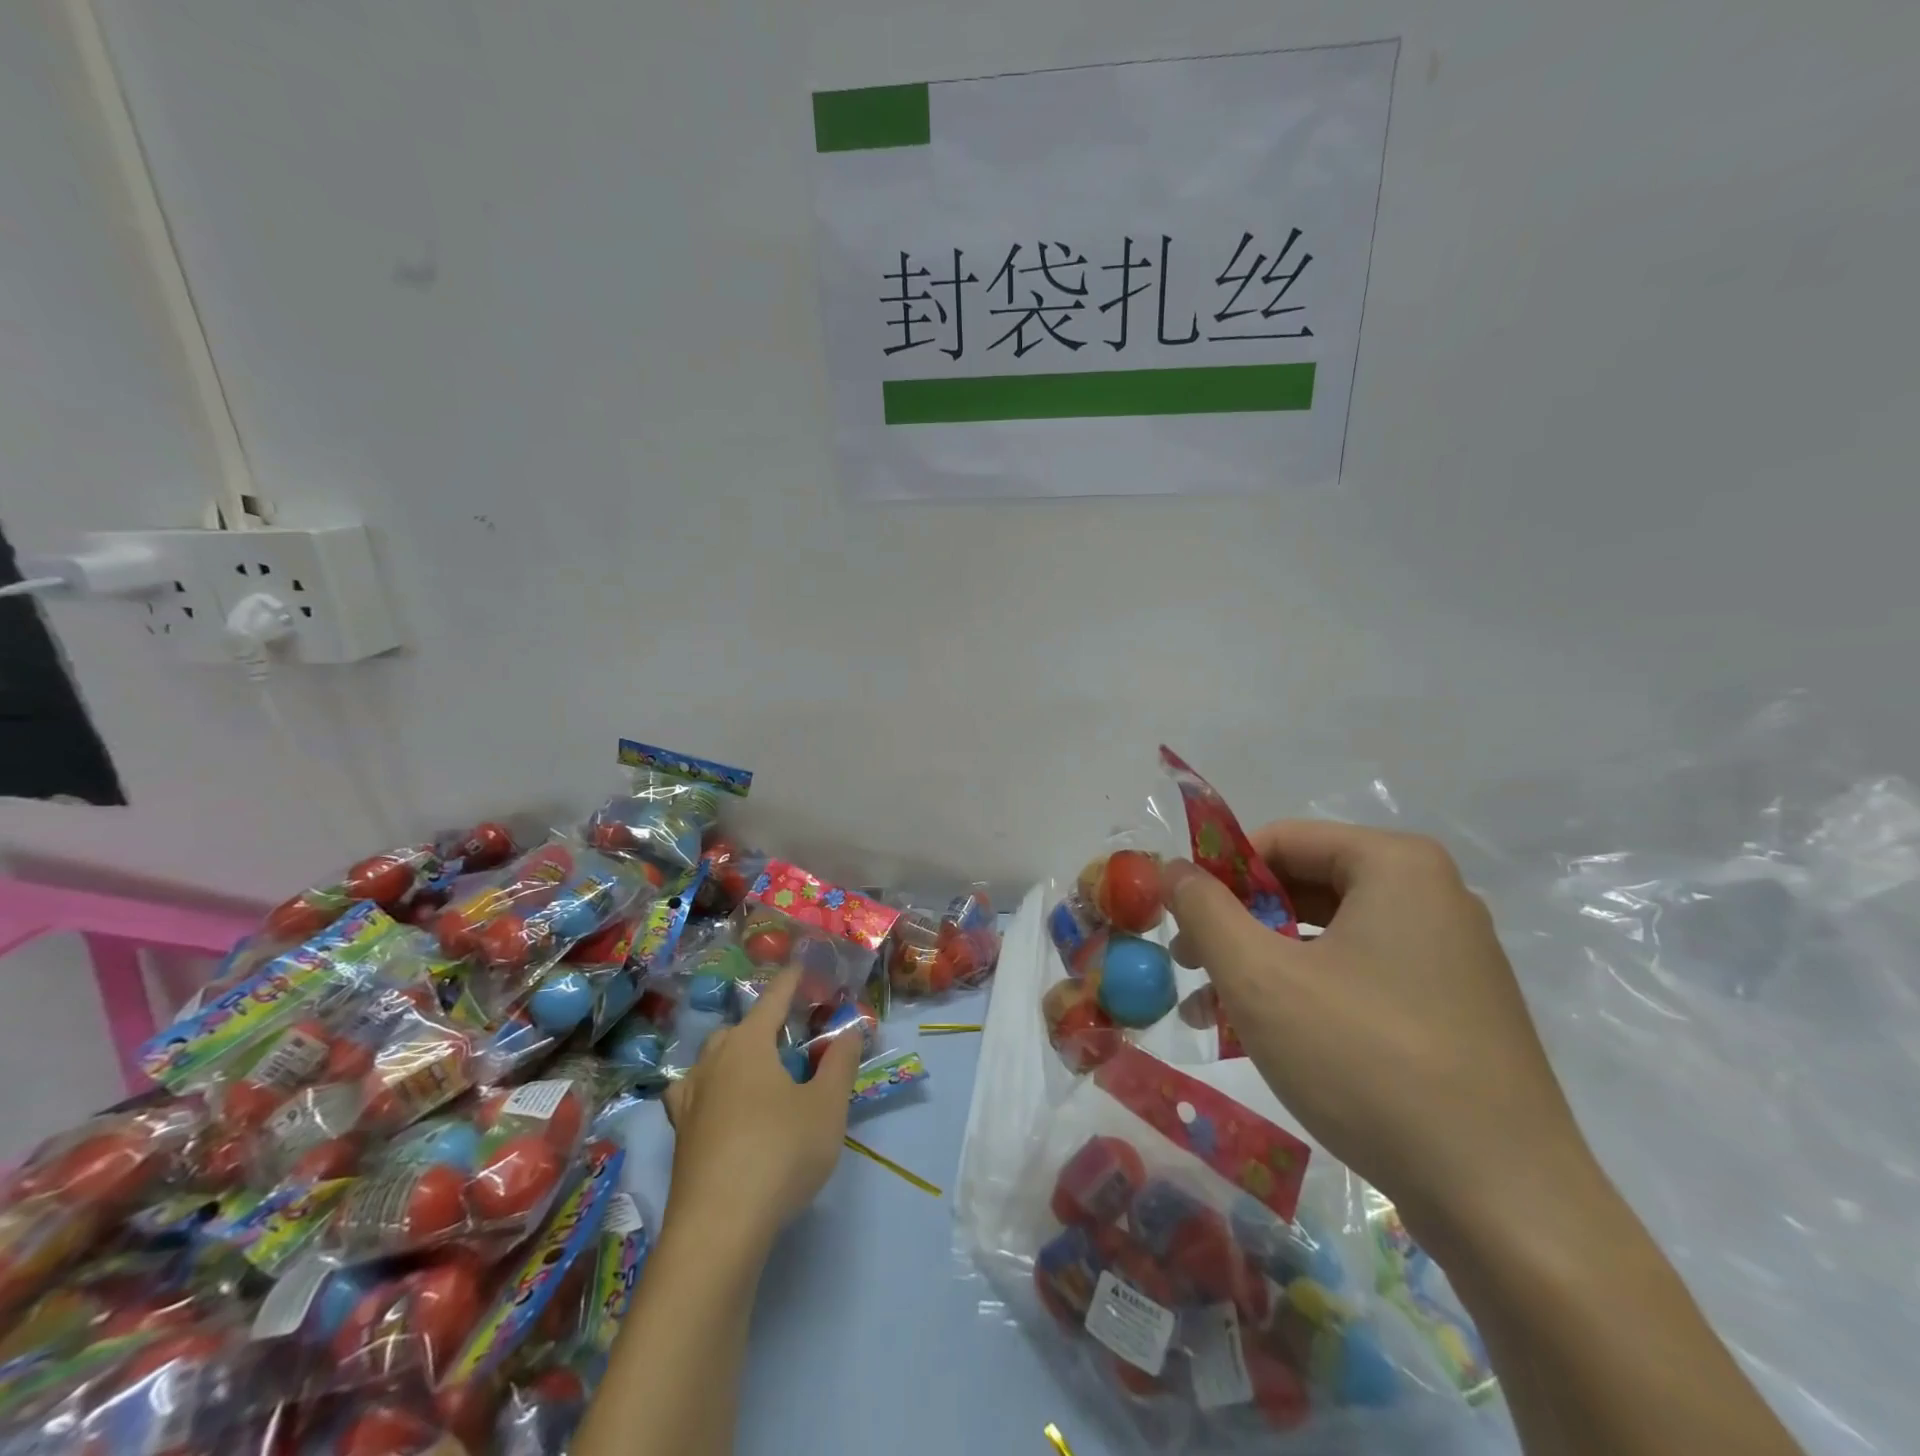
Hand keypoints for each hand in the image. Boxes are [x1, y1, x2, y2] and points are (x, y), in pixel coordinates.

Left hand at [662, 970, 862, 1250]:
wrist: (719, 1228)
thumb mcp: (827, 1106)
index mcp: (748, 1044)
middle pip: (738, 1029)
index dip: (790, 981)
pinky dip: (710, 1091)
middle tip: (790, 1038)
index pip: (773, 999)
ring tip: (756, 1072)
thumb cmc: (780, 1152)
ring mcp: (690, 1100)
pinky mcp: (680, 1137)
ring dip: (732, 1057)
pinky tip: (721, 1109)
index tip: (801, 967)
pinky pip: (694, 1096)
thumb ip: (840, 1064)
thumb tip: (850, 1031)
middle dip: (762, 1025)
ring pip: (711, 1061)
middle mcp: (713, 1062)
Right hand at [1164, 821, 1592, 1243]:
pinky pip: (1359, 977)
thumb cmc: (1368, 1063)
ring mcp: (1449, 956)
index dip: (1218, 875)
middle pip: (1303, 886)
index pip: (1280, 840)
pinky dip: (1305, 994)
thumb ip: (1204, 910)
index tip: (1179, 921)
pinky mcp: (1453, 1011)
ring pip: (1327, 937)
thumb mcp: (1260, 978)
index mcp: (1396, 866)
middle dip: (1236, 925)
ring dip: (1261, 964)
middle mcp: (1431, 897)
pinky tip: (1262, 1038)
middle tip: (1189, 966)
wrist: (1507, 1207)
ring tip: (1210, 1011)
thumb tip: (1170, 868)